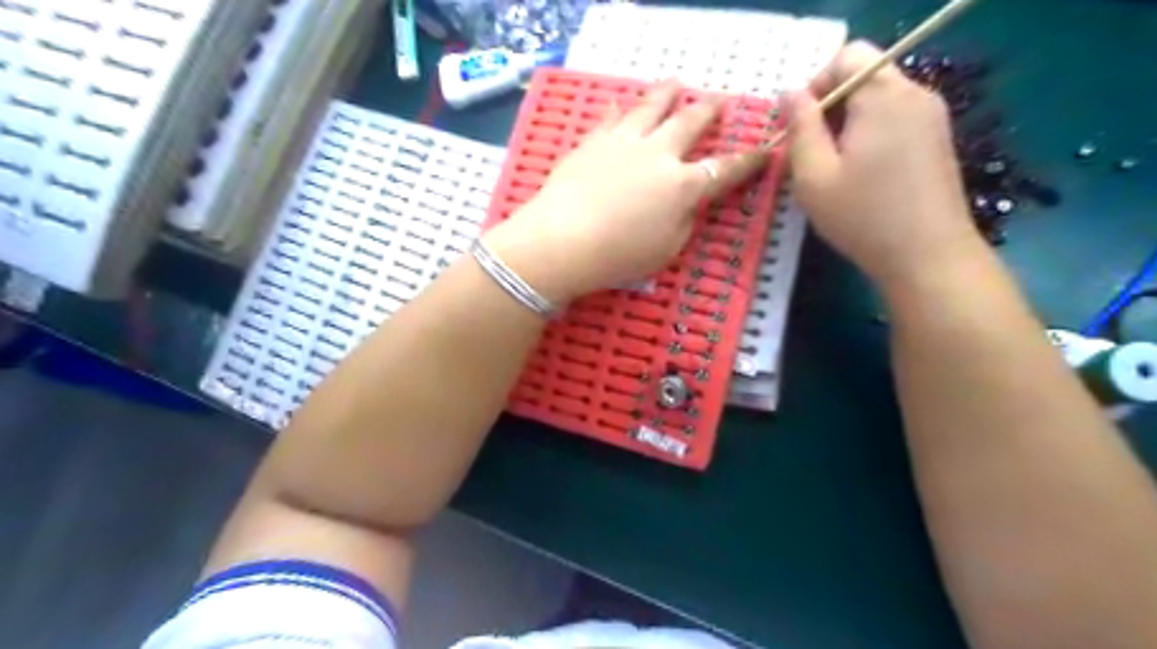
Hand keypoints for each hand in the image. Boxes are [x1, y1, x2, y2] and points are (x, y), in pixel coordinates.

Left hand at [484, 82, 764, 302]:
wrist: (563, 240)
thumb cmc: (619, 255)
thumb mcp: (666, 250)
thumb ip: (682, 221)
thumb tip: (685, 203)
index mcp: (682, 186)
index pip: (724, 170)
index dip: (748, 162)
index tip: (765, 151)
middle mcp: (658, 154)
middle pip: (689, 123)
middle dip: (708, 110)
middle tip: (718, 100)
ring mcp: (623, 142)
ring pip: (650, 107)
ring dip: (666, 93)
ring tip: (674, 83)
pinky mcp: (592, 142)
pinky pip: (609, 119)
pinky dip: (617, 110)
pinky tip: (617, 104)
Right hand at [791, 40, 978, 286]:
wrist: (928, 256)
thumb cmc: (863, 216)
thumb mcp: (814, 175)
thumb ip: (799, 127)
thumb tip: (789, 92)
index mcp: (883, 95)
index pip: (846, 56)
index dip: (815, 84)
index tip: (799, 127)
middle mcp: (915, 93)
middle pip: (864, 75)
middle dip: (830, 106)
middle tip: (811, 152)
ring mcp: (932, 116)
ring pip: (879, 99)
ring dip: (848, 122)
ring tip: (833, 167)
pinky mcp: (938, 139)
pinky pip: (896, 118)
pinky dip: (870, 134)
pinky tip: (862, 174)